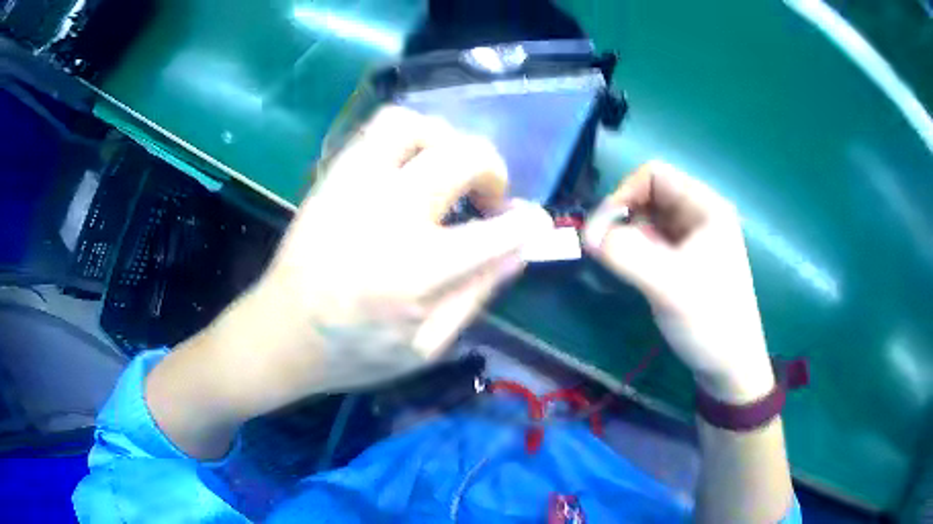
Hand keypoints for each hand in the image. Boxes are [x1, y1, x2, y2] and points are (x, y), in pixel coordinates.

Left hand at [184, 106, 552, 415]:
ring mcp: (353, 188)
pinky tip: (412, 164)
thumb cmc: (353, 354)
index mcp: (416, 274)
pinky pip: (377, 129)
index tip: (533, 223)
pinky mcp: (332, 177)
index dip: (528, 222)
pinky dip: (411, 134)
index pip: (498, 230)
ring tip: (447, 170)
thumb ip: (477, 294)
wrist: (278, 335)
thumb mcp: (426, 348)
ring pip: (414, 125)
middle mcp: (387, 216)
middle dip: (493, 171)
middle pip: (462, 156)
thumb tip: (521, 248)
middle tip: (487, 198)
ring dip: (447, 140)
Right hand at [583, 161, 774, 402]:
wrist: (730, 367)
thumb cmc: (709, 320)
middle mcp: (699, 215)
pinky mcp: (686, 262)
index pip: (654, 175)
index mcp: (705, 206)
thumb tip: (586, 235)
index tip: (604, 231)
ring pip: (648, 221)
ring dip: (627, 237)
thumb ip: (625, 253)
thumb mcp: (668, 284)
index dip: (623, 194)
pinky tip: (632, 274)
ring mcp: (693, 239)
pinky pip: (652, 243)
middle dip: (623, 218)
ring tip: (620, 266)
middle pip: (648, 196)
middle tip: (607, 251)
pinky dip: (635, 252)